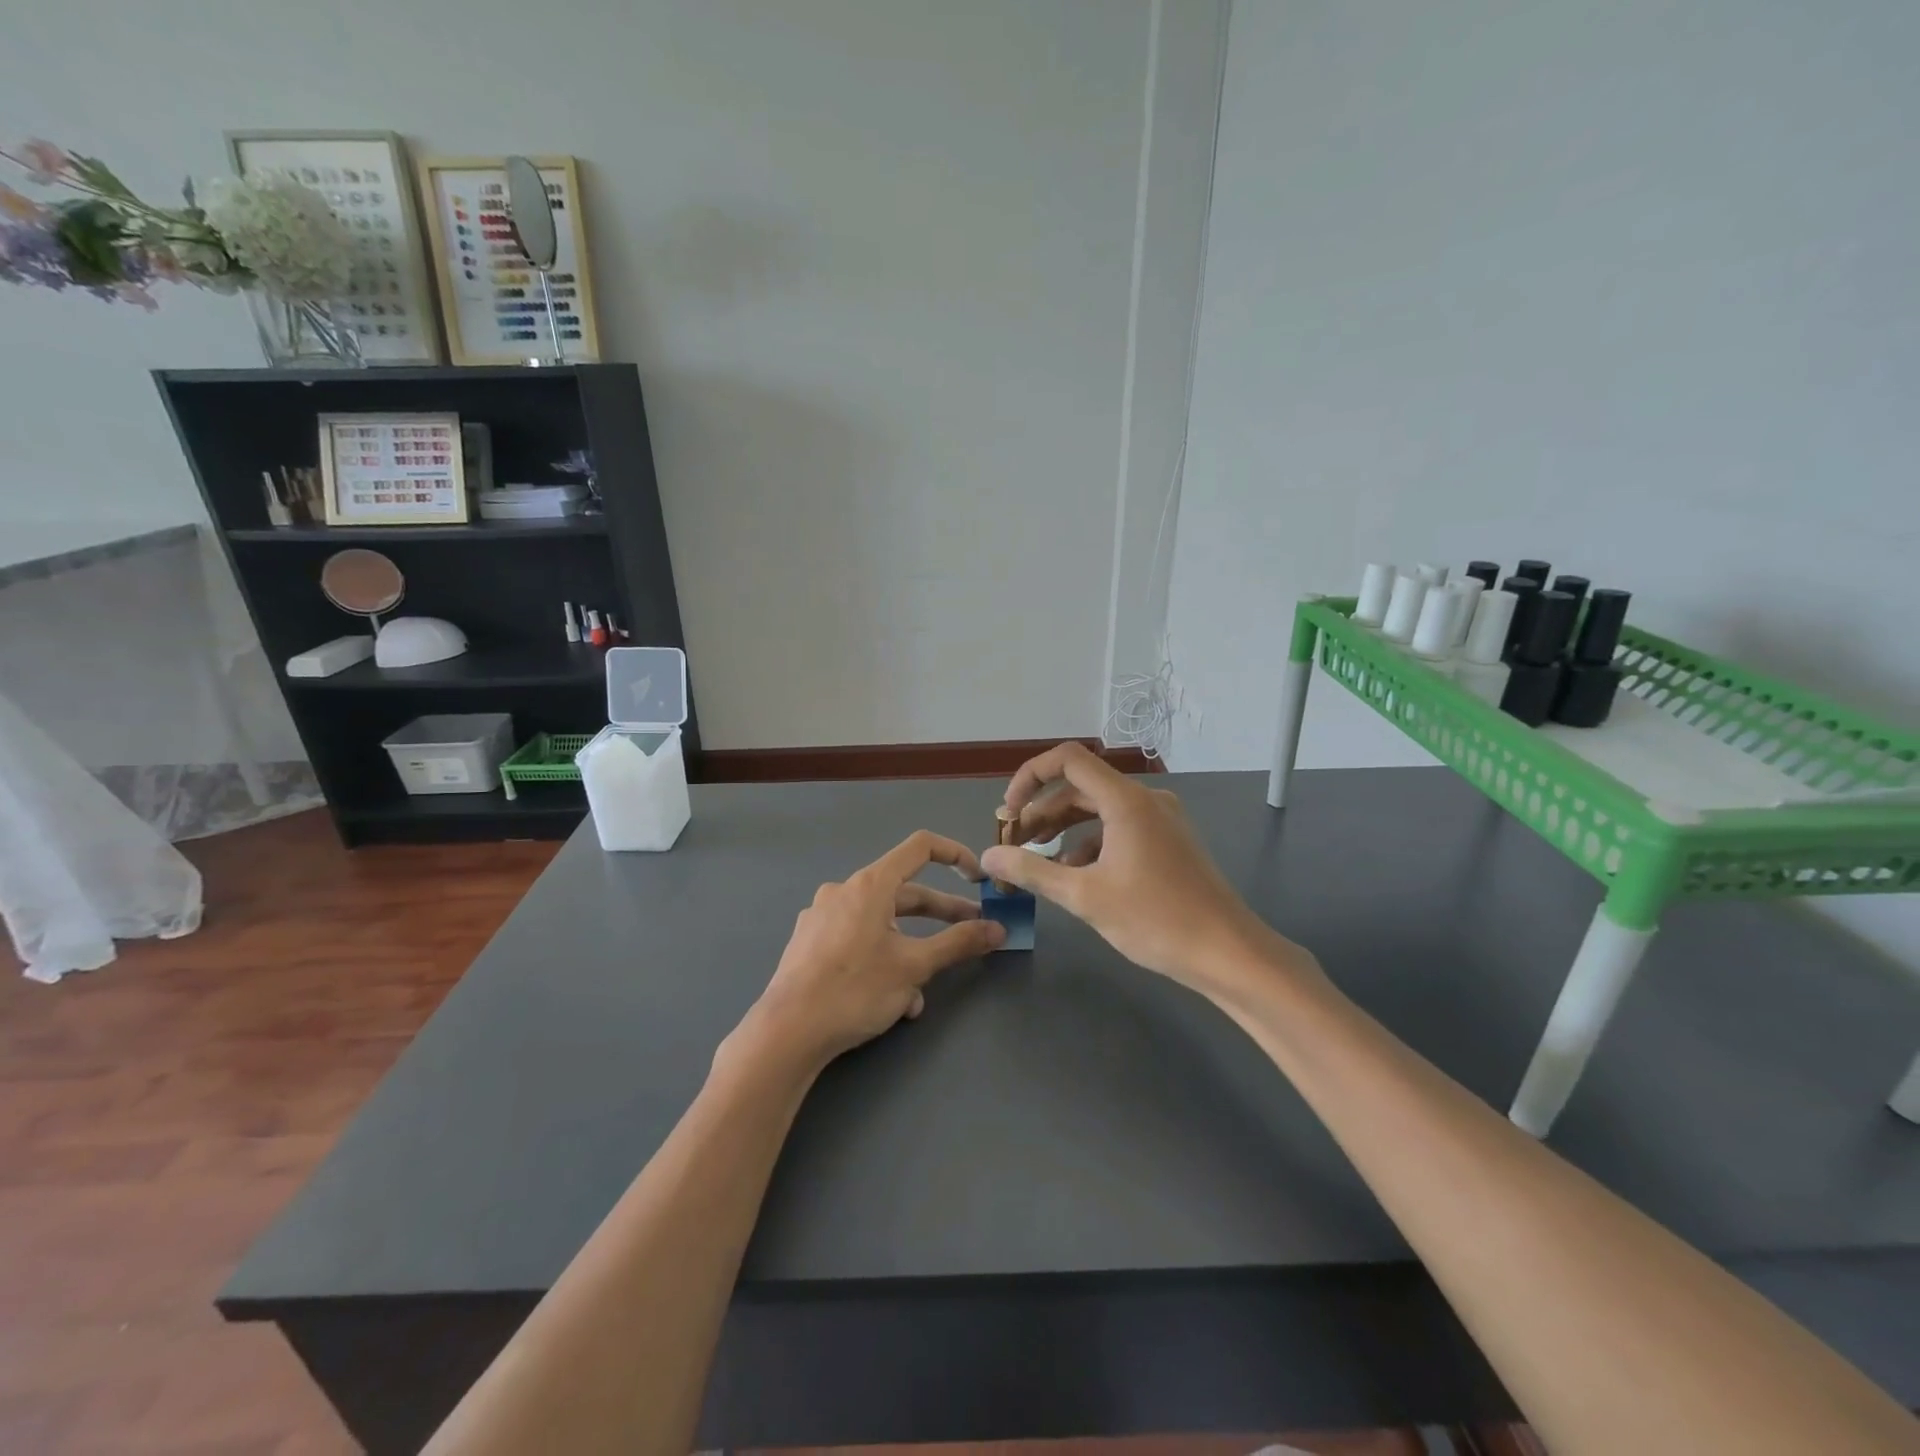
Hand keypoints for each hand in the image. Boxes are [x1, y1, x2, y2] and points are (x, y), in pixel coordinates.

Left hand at [735, 831, 1004, 1073]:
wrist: (786, 1033)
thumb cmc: (855, 990)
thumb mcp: (914, 967)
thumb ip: (959, 943)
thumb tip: (998, 929)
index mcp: (870, 884)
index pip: (921, 847)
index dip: (955, 855)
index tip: (977, 879)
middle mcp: (844, 891)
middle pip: (904, 892)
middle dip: (941, 914)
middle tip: (972, 932)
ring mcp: (822, 916)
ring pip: (882, 923)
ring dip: (910, 949)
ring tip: (923, 990)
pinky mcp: (809, 943)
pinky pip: (857, 940)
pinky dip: (881, 959)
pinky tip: (890, 1000)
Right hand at [979, 743, 1318, 1005]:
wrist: (1228, 953)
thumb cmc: (1155, 920)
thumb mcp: (1084, 896)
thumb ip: (1032, 871)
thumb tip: (989, 857)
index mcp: (1126, 801)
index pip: (1067, 760)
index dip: (1029, 777)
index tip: (1008, 811)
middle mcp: (1145, 800)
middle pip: (1080, 788)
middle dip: (1041, 813)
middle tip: (1013, 844)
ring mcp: (1161, 820)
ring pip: (1099, 811)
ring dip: (1064, 831)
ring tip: (1037, 863)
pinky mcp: (1169, 841)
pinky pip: (1119, 829)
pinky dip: (1091, 845)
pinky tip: (1075, 877)